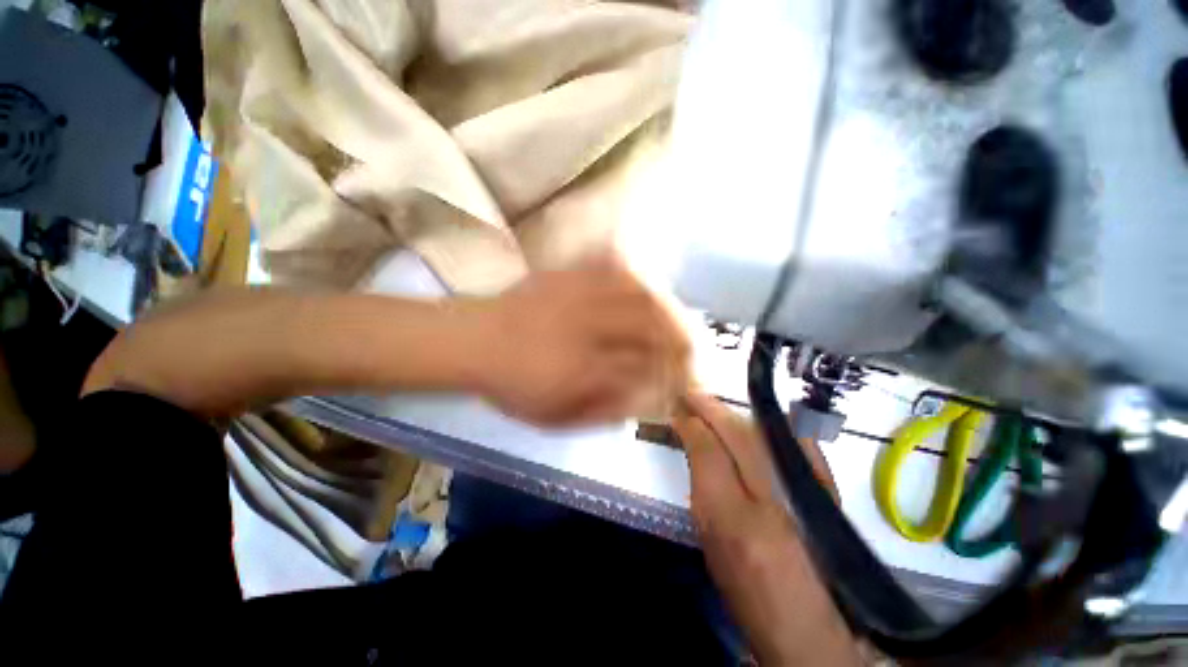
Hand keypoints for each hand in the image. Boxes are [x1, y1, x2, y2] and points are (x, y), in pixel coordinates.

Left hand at [472, 263, 688, 426]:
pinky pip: (612, 270)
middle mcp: (590, 331)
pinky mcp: (569, 276)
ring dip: (668, 308)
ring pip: (639, 296)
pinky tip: (650, 286)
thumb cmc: (512, 385)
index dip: (674, 374)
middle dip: (682, 339)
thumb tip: (643, 402)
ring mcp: (580, 298)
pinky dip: (638, 277)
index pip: (647, 370)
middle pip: (652, 329)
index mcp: (586, 371)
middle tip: (696, 348)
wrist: (475, 340)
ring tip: (682, 319)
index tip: (688, 379)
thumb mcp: (554, 416)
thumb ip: (602, 412)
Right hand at [673, 393, 858, 665]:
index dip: (690, 426)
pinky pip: (800, 444)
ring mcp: (807, 495)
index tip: (678, 413)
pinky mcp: (828, 495)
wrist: (810, 627)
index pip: (707, 452)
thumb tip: (693, 445)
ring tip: (716, 406)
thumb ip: (701, 489)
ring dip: (735, 415)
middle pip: (738, 435)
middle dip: (710, 409)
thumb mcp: (711, 544)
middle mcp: (773, 501)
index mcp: (735, 522)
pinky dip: (777, 426)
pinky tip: (761, 415)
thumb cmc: (747, 592)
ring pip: (765, 434)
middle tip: (692, 395)